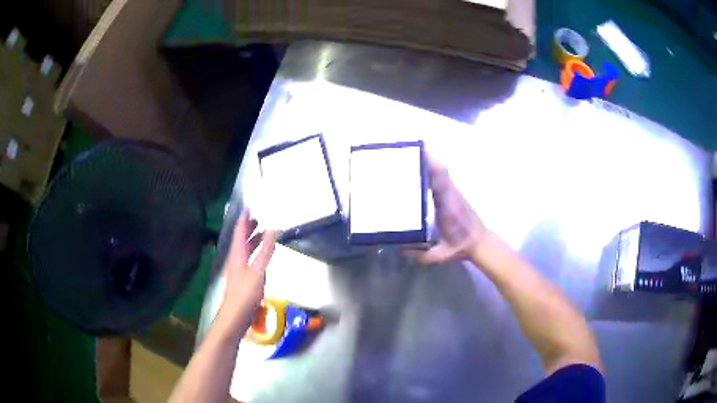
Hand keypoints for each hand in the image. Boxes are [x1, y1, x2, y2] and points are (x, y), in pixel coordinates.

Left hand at [219, 210, 276, 330]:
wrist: (235, 316)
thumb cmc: (245, 293)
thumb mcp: (258, 271)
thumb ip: (265, 251)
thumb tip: (272, 229)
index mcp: (237, 254)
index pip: (239, 231)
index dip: (244, 219)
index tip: (249, 206)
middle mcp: (236, 259)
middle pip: (241, 239)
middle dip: (249, 227)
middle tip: (259, 217)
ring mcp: (238, 269)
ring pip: (245, 249)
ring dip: (253, 240)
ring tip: (263, 232)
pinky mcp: (243, 279)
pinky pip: (249, 259)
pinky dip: (256, 252)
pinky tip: (262, 256)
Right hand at [412, 158, 486, 263]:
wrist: (480, 242)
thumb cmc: (461, 246)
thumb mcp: (440, 254)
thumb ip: (420, 254)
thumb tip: (397, 248)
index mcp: (448, 207)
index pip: (440, 183)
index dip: (431, 167)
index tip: (417, 156)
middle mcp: (451, 194)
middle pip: (439, 169)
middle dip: (424, 158)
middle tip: (404, 152)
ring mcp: (453, 191)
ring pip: (441, 169)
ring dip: (427, 159)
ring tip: (407, 155)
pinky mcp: (452, 191)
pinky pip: (441, 174)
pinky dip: (431, 166)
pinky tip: (419, 165)